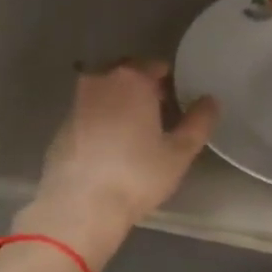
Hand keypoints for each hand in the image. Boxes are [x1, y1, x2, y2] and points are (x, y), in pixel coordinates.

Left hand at [15, 60, 217, 269]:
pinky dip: (101, 121)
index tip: (177, 102)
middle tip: (159, 116)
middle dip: (143, 89)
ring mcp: (76, 103)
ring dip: (120, 104)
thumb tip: (210, 101)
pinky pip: (89, 114)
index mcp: (132, 80)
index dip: (169, 82)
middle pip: (127, 75)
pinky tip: (110, 148)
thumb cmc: (137, 175)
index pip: (155, 66)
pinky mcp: (61, 126)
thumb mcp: (179, 152)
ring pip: (105, 93)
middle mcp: (100, 81)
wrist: (80, 206)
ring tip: (135, 133)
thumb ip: (198, 122)